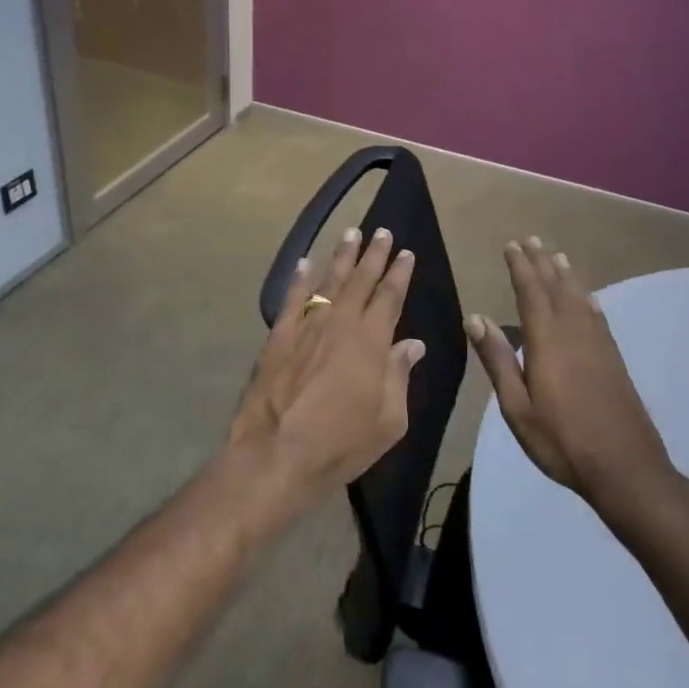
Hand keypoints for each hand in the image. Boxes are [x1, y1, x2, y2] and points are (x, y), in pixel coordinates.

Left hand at [229, 226, 423, 514]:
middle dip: (374, 255)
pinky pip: (292, 299)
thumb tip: (412, 344)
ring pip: (328, 282)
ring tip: (351, 233)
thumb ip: (399, 376)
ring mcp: (306, 327)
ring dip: (341, 257)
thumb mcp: (388, 421)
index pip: (389, 297)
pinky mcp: (278, 337)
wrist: (276, 455)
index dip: (399, 274)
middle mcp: (340, 324)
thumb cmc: (340, 444)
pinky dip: (299, 278)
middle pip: (360, 281)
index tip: (406, 254)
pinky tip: (305, 262)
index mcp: (371, 342)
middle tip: (383, 232)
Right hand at [465, 238, 676, 513]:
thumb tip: (475, 318)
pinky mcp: (613, 358)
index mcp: (547, 342)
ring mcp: (598, 344)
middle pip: (556, 288)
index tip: (511, 246)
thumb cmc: (561, 440)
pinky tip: (586, 297)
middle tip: (531, 239)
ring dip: (565, 275)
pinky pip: (597, 315)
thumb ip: (498, 360)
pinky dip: (587, 298)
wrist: (625, 467)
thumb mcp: (517, 407)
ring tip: (556, 256)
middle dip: (541, 262)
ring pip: (579, 297)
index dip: (520, 267)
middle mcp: (574, 333)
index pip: (531, 293)